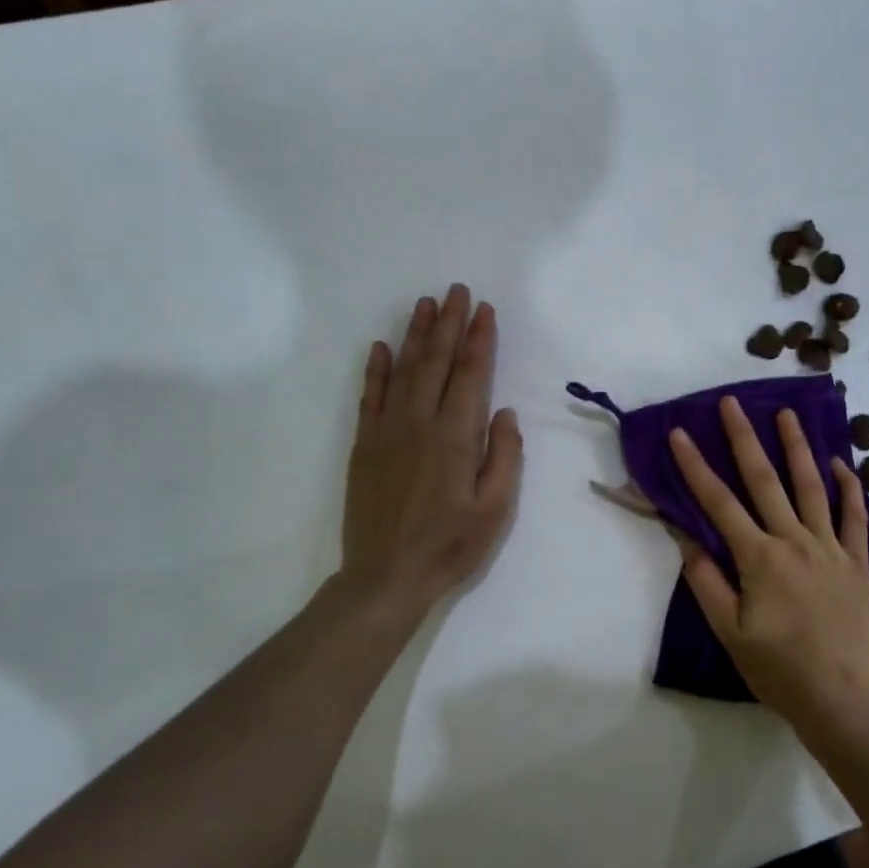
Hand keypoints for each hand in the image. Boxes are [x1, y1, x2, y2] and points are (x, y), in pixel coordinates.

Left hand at [340, 285, 522, 614]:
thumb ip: (504, 456)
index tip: (485, 310)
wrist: (385, 577)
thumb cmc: (450, 546)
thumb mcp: (495, 509)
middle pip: (436, 362)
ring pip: (403, 370)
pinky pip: (370, 397)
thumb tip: (504, 413)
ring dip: (415, 334)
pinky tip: (380, 346)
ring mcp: (386, 431)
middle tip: (457, 291)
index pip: (470, 375)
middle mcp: (419, 423)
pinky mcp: (364, 445)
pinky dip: (375, 369)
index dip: (479, 339)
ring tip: (425, 304)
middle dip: (449, 323)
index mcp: (455, 437)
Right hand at [668, 397, 868, 731]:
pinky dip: (850, 489)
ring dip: (797, 448)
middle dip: (744, 438)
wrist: (841, 699)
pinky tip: (842, 464)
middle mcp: (794, 541)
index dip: (696, 466)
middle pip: (765, 481)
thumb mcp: (730, 632)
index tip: (679, 433)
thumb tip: (686, 537)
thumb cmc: (778, 668)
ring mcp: (831, 548)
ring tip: (788, 414)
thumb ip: (707, 581)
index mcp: (759, 558)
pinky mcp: (858, 562)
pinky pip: (856, 518)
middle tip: (732, 403)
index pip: (719, 503)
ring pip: (811, 487)